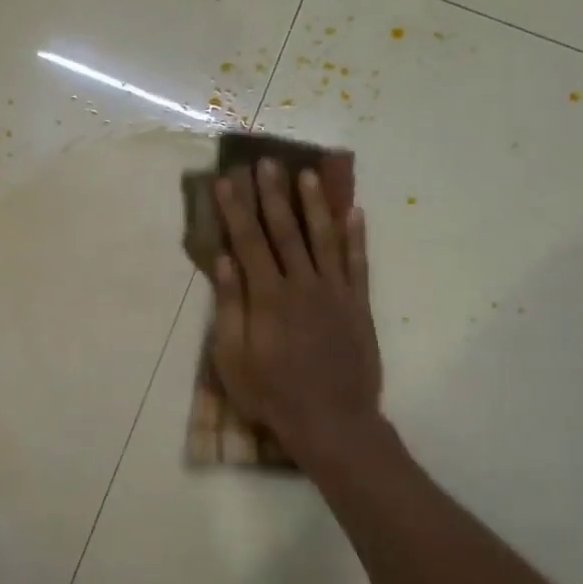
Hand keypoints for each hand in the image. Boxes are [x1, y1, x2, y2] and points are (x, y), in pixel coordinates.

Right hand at [211, 160, 385, 468]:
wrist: (332, 421)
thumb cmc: (271, 394)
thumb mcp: (233, 358)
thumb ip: (229, 307)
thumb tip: (224, 260)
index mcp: (267, 297)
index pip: (248, 242)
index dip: (236, 209)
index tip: (228, 181)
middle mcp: (302, 284)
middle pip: (285, 230)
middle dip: (272, 194)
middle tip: (266, 162)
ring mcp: (335, 293)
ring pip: (324, 238)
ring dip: (315, 204)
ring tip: (308, 174)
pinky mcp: (358, 305)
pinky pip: (358, 263)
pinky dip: (356, 236)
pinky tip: (354, 211)